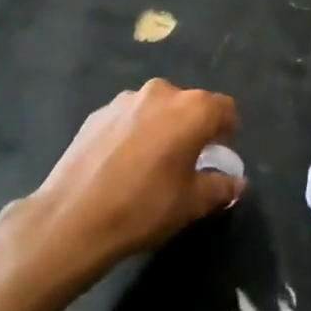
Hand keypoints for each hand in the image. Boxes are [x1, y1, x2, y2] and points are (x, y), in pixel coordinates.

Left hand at [30, 79, 241, 272]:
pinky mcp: (97, 113)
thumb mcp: (192, 204)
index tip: (220, 154)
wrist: (74, 218)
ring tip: (153, 162)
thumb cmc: (144, 207)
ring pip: (157, 108)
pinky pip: (129, 117)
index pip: (224, 108)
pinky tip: (123, 163)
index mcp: (191, 109)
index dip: (228, 130)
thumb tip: (236, 183)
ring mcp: (125, 100)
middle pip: (189, 104)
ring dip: (163, 127)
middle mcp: (160, 93)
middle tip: (188, 160)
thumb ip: (221, 187)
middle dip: (194, 127)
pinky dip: (134, 132)